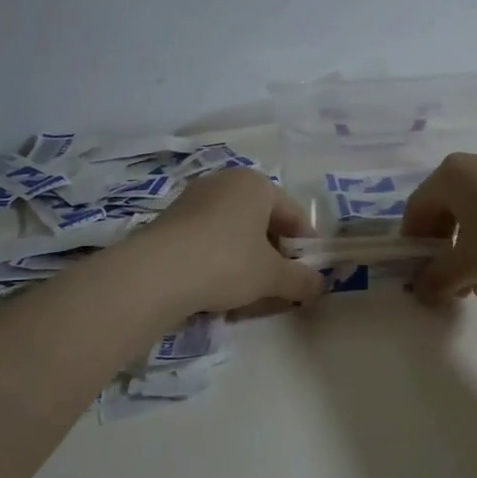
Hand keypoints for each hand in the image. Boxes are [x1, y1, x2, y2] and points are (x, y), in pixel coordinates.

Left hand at [137, 169, 325, 314]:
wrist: (154, 274)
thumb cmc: (226, 263)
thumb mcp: (272, 276)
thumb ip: (302, 280)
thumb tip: (321, 285)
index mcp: (256, 184)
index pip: (295, 214)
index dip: (306, 247)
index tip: (308, 275)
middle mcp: (225, 182)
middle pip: (263, 222)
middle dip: (275, 256)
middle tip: (279, 287)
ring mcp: (194, 199)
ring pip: (234, 233)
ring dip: (247, 262)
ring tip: (247, 294)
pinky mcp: (171, 221)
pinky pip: (208, 240)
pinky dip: (219, 262)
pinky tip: (216, 290)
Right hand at [400, 150, 476, 305]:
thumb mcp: (467, 266)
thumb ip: (436, 279)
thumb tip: (422, 291)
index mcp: (451, 174)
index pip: (417, 208)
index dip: (413, 243)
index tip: (419, 272)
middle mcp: (476, 163)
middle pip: (446, 209)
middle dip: (445, 250)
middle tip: (451, 282)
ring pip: (474, 211)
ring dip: (469, 249)